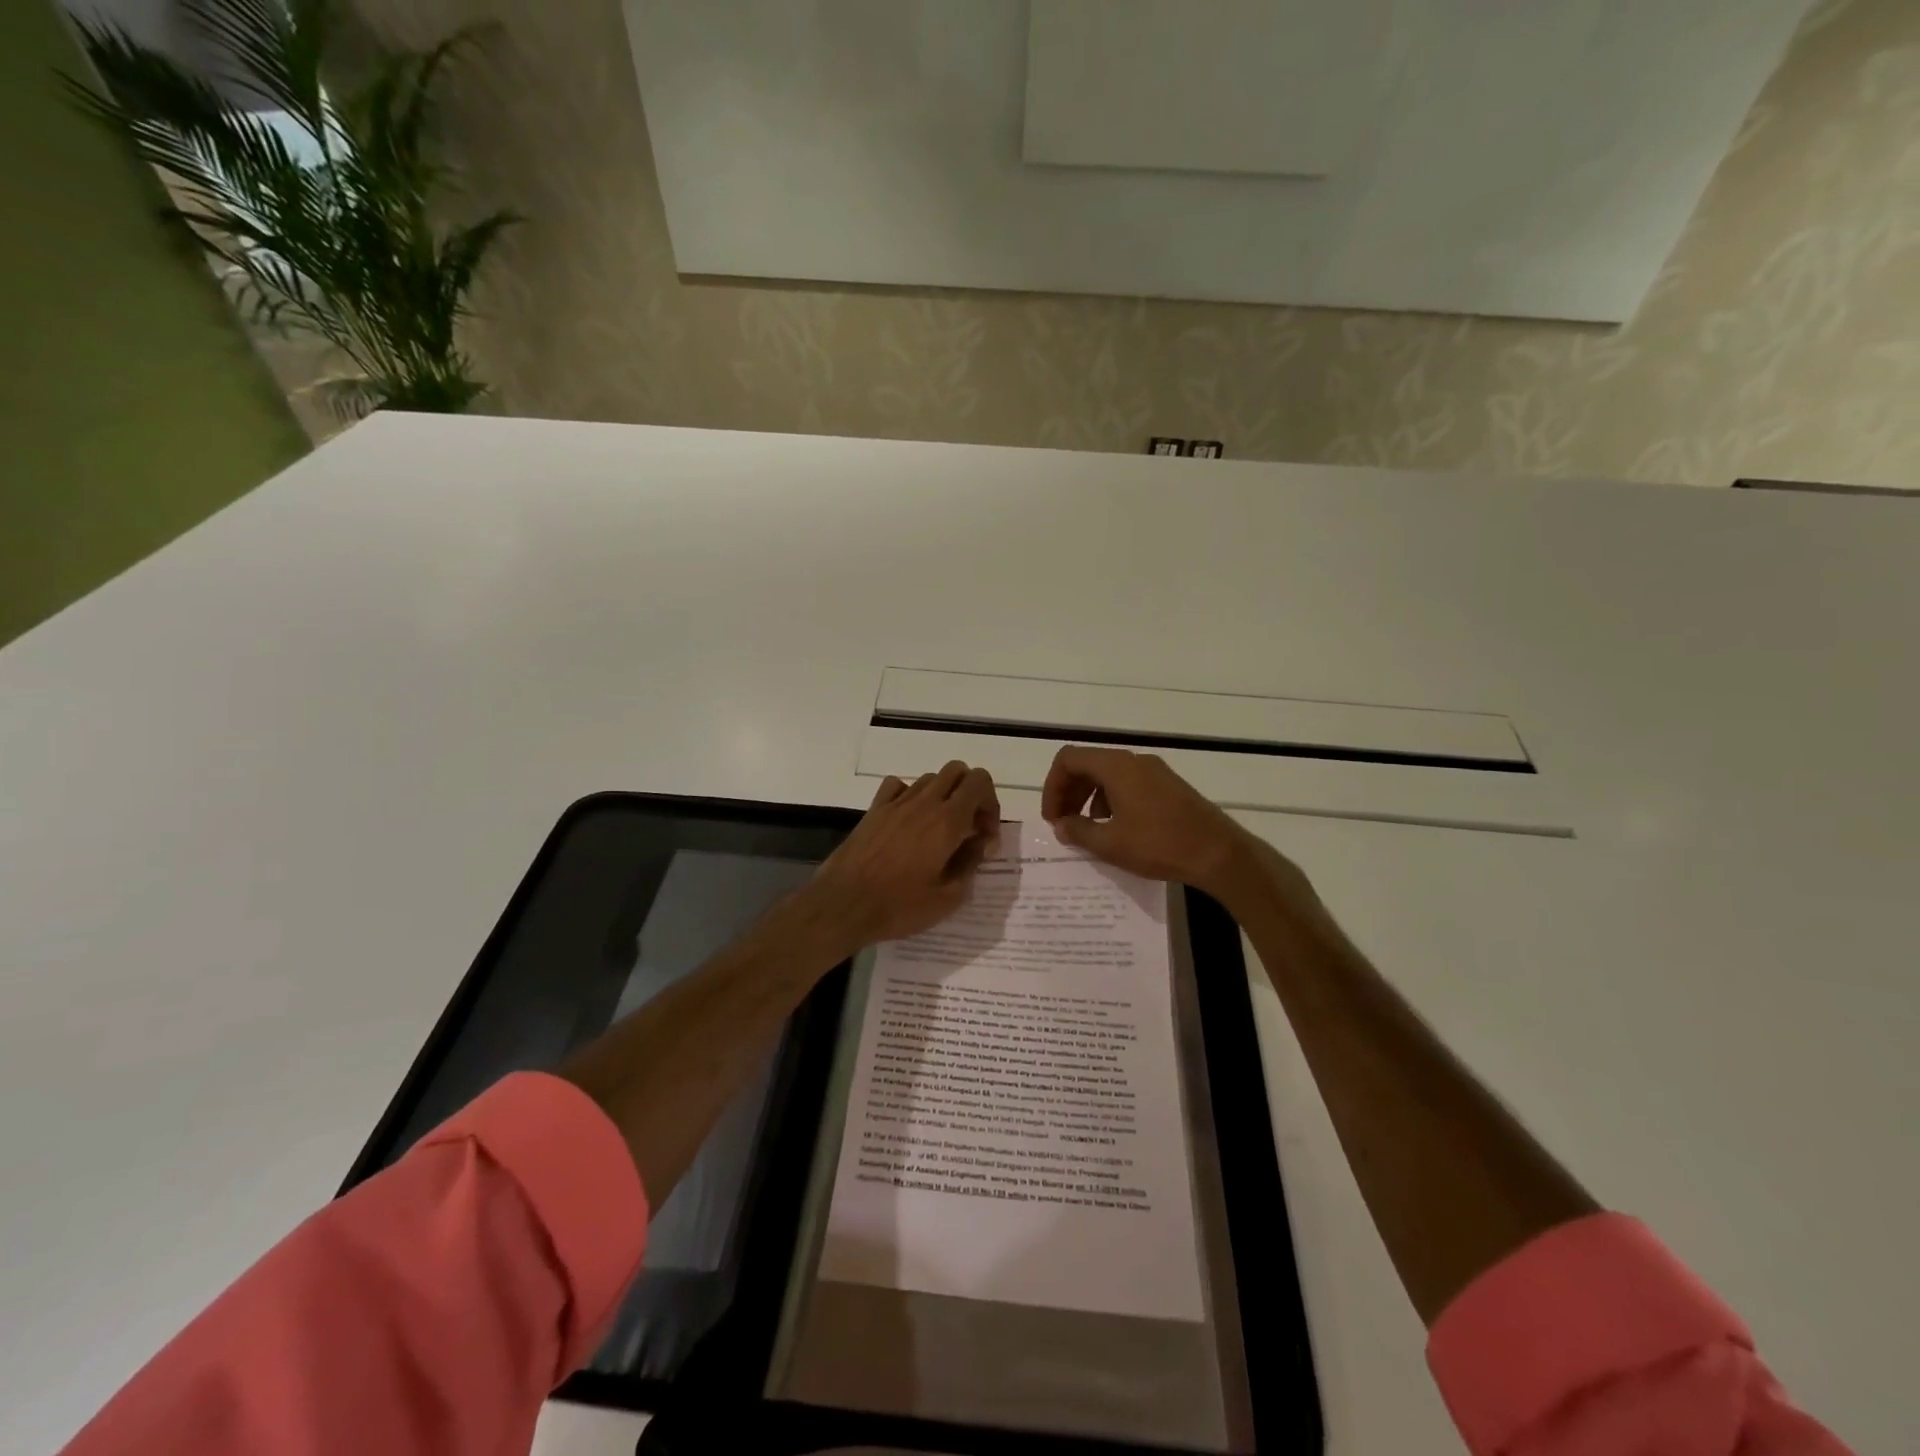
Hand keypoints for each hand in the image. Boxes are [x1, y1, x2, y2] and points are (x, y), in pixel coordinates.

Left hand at [806, 761, 1000, 948]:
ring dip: (943, 796)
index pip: (979, 782)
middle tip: (967, 828)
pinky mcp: (874, 810)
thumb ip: (970, 863)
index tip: (984, 836)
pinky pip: (898, 786)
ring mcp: (896, 803)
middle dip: (970, 793)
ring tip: (939, 830)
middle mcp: (924, 802)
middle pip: (957, 771)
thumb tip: (980, 843)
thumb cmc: (899, 906)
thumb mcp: (948, 897)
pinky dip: (910, 795)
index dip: (990, 803)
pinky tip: (908, 821)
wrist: (843, 904)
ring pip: (930, 778)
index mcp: (947, 821)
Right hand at [1041, 746, 1274, 900]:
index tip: (1053, 817)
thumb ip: (1078, 831)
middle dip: (1069, 792)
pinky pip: (1128, 784)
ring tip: (1088, 829)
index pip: (1069, 759)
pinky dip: (1112, 800)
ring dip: (1089, 798)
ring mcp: (1155, 772)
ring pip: (1109, 775)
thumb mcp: (1110, 844)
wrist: (1218, 853)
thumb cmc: (1159, 845)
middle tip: (1063, 824)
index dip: (1053, 786)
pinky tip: (1117, 829)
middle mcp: (1134, 761)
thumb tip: (1061, 825)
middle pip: (1088, 764)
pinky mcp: (1169, 786)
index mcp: (1116, 767)